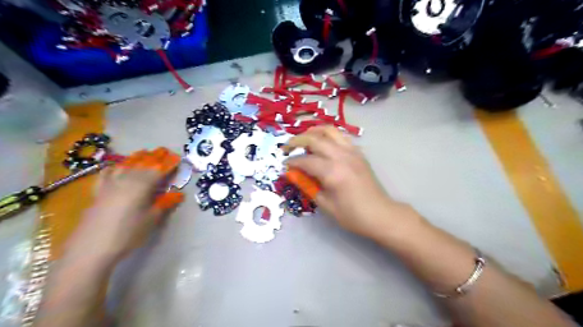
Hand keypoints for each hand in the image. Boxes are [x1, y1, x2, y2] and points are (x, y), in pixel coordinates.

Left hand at [64, 148, 182, 265]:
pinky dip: (113, 168)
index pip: (158, 170)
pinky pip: (106, 174)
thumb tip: (178, 194)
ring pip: (125, 166)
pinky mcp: (98, 192)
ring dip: (136, 159)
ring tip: (144, 154)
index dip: (169, 164)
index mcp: (141, 186)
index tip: (177, 158)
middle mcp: (126, 180)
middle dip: (155, 157)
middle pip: (142, 165)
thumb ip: (165, 204)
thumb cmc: (127, 234)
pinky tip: (116, 167)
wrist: (91, 249)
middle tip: (164, 151)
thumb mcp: (151, 219)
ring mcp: (110, 185)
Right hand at [284, 127, 421, 240]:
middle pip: (315, 139)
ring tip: (304, 138)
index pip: (306, 160)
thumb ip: (308, 186)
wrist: (380, 214)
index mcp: (332, 172)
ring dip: (313, 131)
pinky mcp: (358, 152)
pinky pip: (341, 136)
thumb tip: (293, 174)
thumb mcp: (325, 204)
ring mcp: (352, 152)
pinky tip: (323, 143)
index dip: (292, 161)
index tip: (285, 165)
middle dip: (297, 140)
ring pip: (330, 130)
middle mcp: (342, 156)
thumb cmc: (352, 215)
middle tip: (287, 147)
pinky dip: (328, 135)